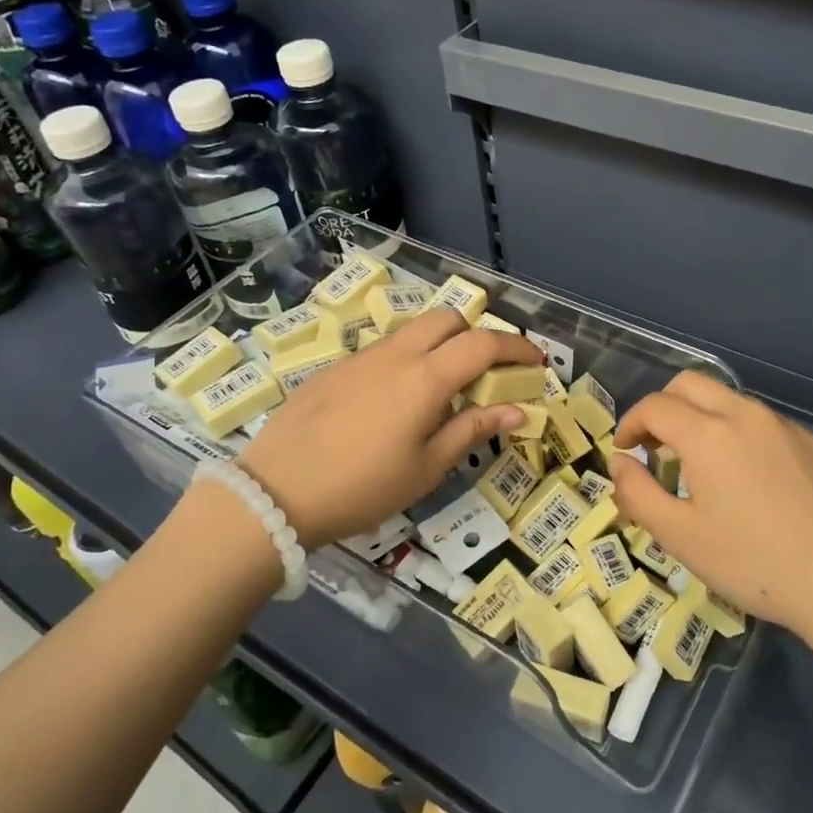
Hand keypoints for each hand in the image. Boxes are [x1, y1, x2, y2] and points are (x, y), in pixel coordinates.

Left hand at [239, 309, 543, 546]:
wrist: (275, 493)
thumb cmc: (363, 488)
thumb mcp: (426, 468)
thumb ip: (472, 430)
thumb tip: (517, 411)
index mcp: (425, 378)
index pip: (484, 344)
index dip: (517, 347)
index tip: (536, 362)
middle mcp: (396, 354)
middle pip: (447, 319)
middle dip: (476, 335)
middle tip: (487, 373)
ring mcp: (361, 357)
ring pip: (413, 330)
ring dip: (441, 345)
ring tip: (443, 389)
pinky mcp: (335, 368)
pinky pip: (384, 349)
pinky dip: (408, 359)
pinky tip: (396, 402)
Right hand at [609, 372, 812, 637]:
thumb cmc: (752, 563)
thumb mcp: (679, 537)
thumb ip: (637, 493)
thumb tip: (621, 463)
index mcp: (708, 433)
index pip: (655, 406)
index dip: (630, 424)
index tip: (625, 451)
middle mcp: (746, 415)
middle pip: (690, 385)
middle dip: (663, 408)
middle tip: (656, 448)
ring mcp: (786, 426)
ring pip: (730, 401)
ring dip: (702, 419)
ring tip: (700, 467)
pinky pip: (764, 424)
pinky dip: (740, 436)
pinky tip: (750, 482)